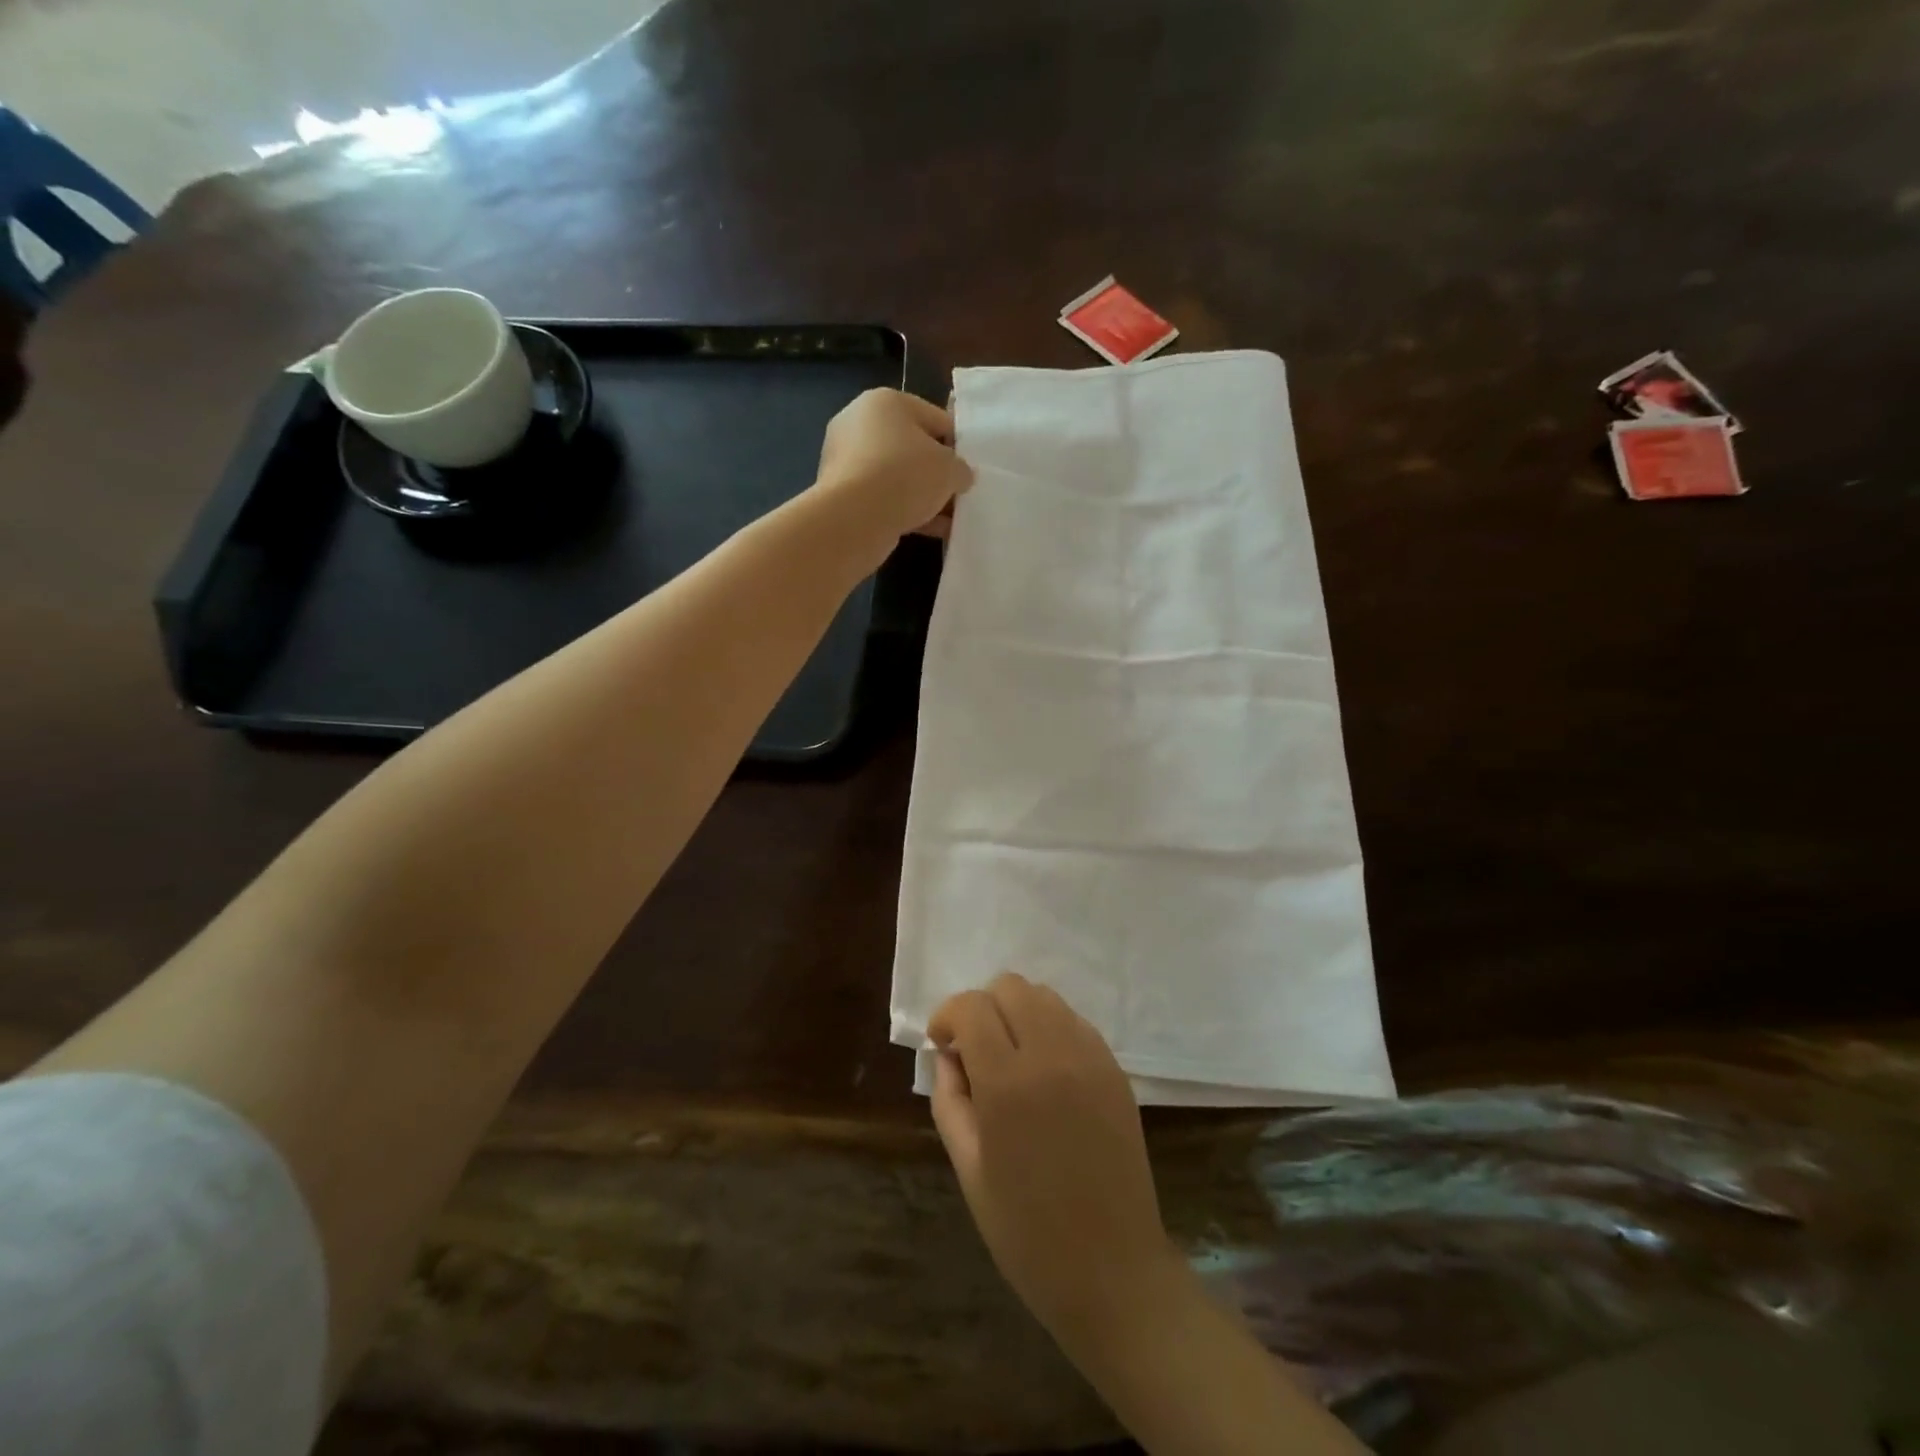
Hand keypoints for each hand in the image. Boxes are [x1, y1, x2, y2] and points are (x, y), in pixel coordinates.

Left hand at [810, 389, 972, 563]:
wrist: (853, 518)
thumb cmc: (905, 476)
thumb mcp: (949, 469)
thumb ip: (961, 469)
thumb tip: (960, 476)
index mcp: (886, 401)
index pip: (936, 418)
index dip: (958, 444)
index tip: (970, 470)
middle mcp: (860, 423)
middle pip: (913, 448)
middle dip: (937, 474)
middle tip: (958, 495)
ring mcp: (845, 459)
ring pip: (897, 477)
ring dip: (923, 497)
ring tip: (949, 519)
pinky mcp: (840, 492)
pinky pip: (882, 498)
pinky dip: (905, 511)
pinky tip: (931, 530)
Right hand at [929, 972, 1178, 1339]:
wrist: (1113, 1271)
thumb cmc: (1027, 1232)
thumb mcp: (969, 1170)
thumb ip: (950, 1100)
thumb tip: (949, 1056)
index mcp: (1008, 1084)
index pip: (972, 1007)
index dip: (948, 1016)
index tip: (943, 1045)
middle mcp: (1052, 1055)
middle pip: (1010, 986)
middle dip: (983, 1008)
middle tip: (976, 1052)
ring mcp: (1090, 1059)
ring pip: (1045, 997)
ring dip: (1018, 1013)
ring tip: (1012, 1058)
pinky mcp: (1115, 1070)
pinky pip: (1075, 1022)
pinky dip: (1051, 1029)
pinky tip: (1047, 1073)